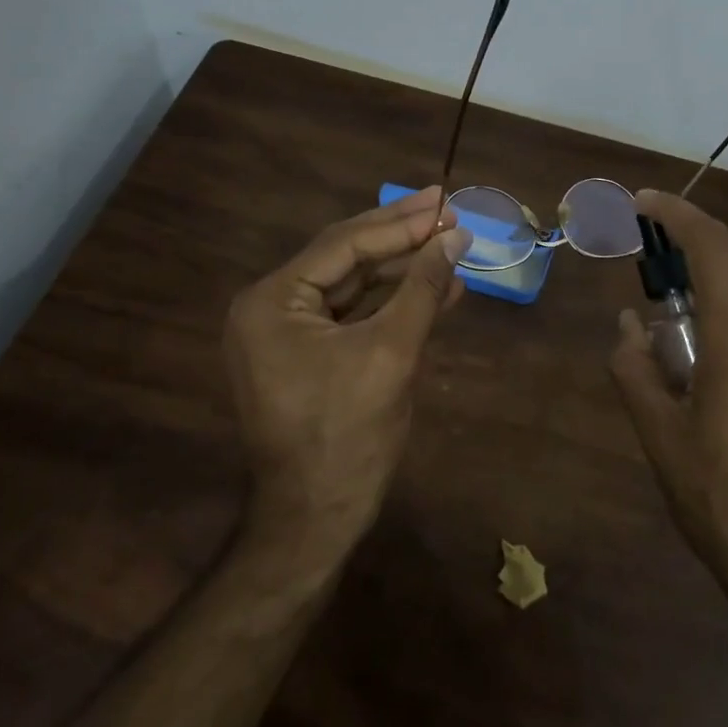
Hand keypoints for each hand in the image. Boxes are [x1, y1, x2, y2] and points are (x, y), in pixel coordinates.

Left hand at [225, 187, 471, 559]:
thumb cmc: (347, 436)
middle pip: (347, 257)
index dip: (400, 223)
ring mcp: (288, 332)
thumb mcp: (391, 354)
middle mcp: (271, 307)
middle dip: (401, 235)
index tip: (445, 203)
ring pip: (354, 284)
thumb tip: (456, 237)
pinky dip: (394, 301)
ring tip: (451, 244)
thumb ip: (422, 288)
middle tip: (445, 205)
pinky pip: (355, 314)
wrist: (315, 523)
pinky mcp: (309, 354)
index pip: (344, 245)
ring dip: (403, 268)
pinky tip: (437, 287)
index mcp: (273, 301)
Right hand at [608, 191, 727, 625]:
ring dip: (726, 311)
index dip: (678, 214)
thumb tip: (628, 325)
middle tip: (663, 296)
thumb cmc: (722, 503)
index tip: (645, 204)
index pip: (712, 248)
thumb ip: (635, 369)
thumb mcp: (660, 439)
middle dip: (700, 265)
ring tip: (694, 364)